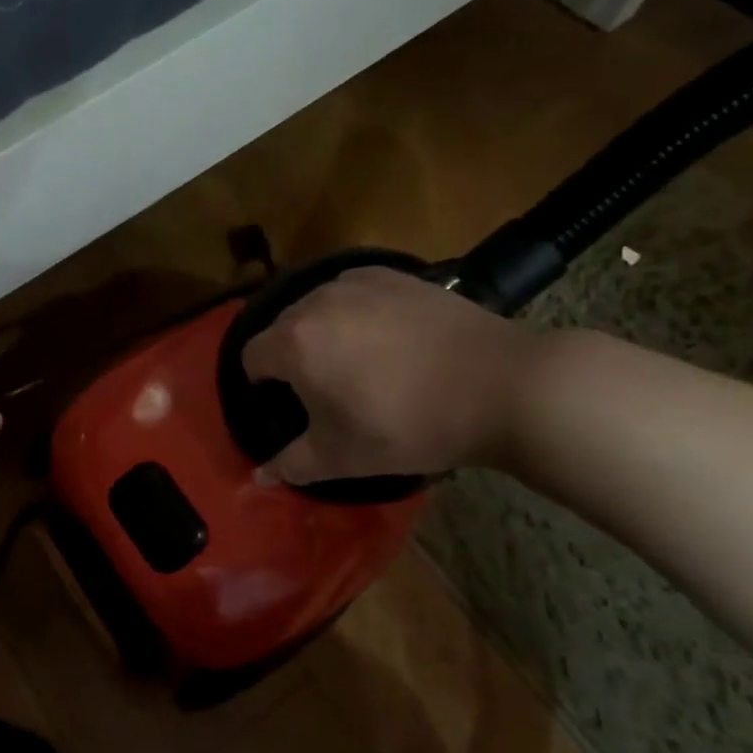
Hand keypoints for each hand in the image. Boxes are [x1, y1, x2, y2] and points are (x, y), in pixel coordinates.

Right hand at [240, 267, 538, 484]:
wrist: (501, 385)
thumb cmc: (409, 425)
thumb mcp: (343, 456)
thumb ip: (291, 464)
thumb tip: (259, 478)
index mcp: (293, 342)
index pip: (251, 358)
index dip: (262, 385)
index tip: (289, 405)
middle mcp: (316, 301)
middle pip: (283, 328)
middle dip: (293, 356)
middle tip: (326, 388)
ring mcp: (357, 282)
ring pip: (319, 307)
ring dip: (324, 331)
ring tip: (360, 361)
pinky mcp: (395, 274)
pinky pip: (355, 292)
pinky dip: (358, 312)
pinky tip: (390, 337)